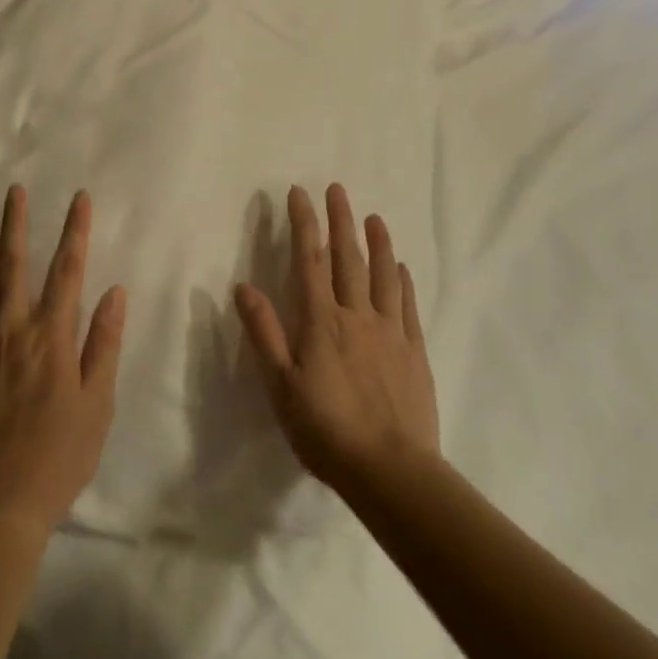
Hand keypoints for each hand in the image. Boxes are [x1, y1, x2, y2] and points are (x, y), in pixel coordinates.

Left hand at [0, 186, 127, 538]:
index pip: (67, 271)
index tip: (79, 199)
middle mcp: (13, 331)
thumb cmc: (60, 454)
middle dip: (18, 225)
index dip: (75, 231)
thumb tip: (114, 292)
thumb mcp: (97, 403)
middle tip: (14, 191)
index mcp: (52, 338)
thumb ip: (103, 343)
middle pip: (16, 267)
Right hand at [235, 184, 440, 494]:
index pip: (308, 261)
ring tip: (374, 216)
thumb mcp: (280, 385)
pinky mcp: (414, 351)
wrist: (390, 469)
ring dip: (377, 243)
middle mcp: (356, 316)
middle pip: (347, 259)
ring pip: (383, 276)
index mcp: (320, 321)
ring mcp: (390, 332)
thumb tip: (243, 286)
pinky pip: (408, 306)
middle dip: (340, 221)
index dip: (304, 224)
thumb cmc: (325, 429)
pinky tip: (402, 267)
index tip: (299, 193)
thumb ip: (264, 332)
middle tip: (337, 189)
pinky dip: (403, 281)